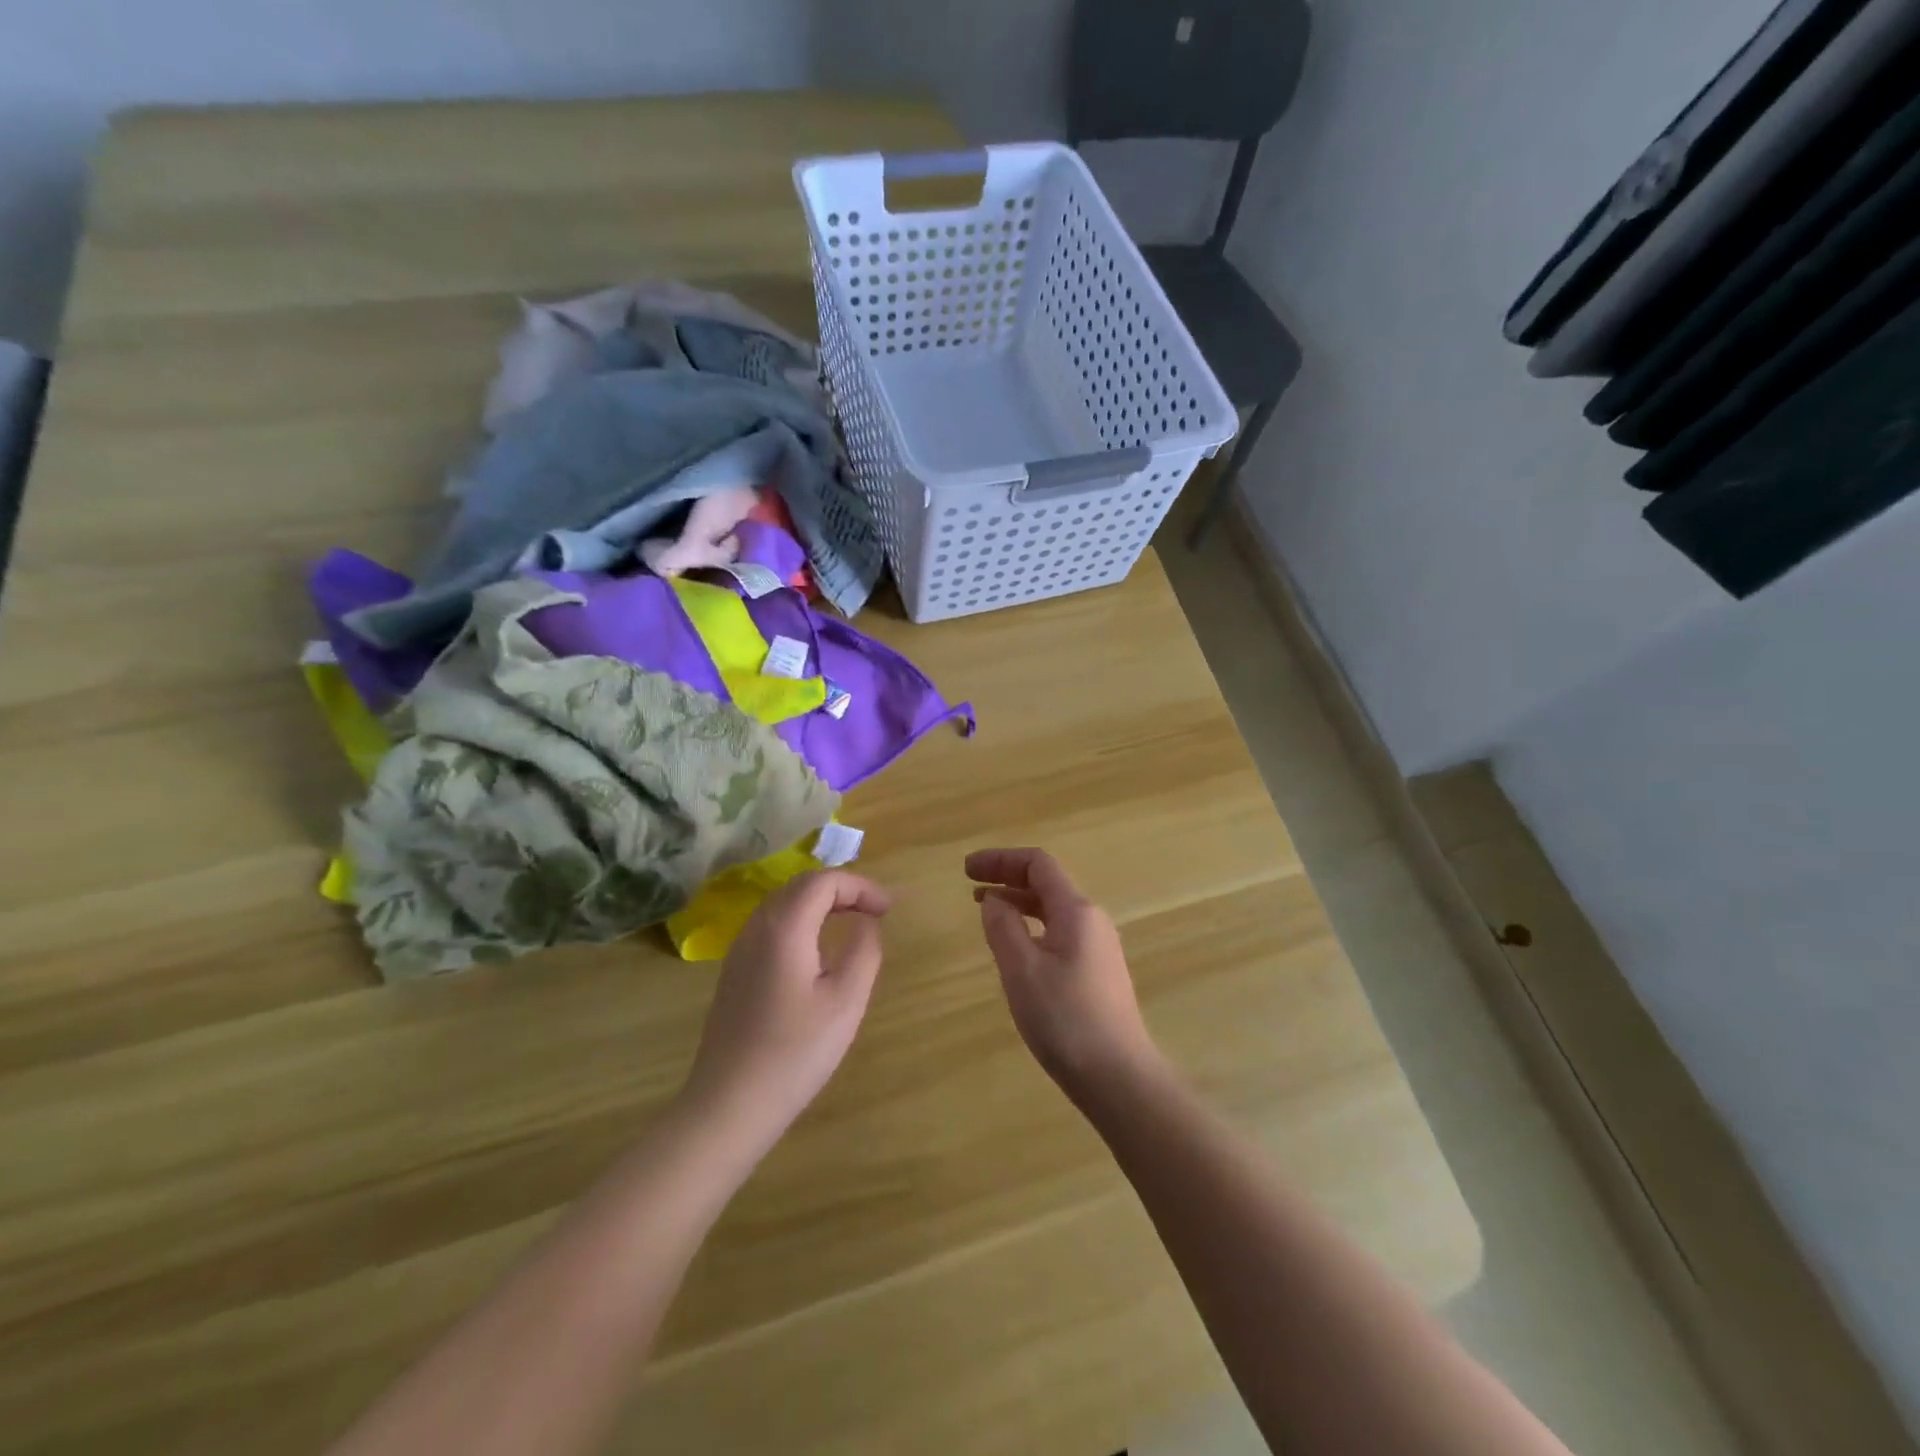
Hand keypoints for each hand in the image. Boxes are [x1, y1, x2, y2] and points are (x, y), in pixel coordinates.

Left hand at [681, 870, 890, 1156]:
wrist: (729, 1105)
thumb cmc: (795, 1053)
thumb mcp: (846, 1001)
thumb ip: (863, 950)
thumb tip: (866, 922)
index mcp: (784, 927)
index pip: (823, 880)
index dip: (860, 886)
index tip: (888, 910)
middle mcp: (757, 928)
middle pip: (800, 885)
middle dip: (841, 889)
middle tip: (874, 911)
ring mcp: (739, 950)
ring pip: (782, 903)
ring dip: (820, 903)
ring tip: (851, 922)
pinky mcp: (734, 972)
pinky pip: (770, 926)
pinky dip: (801, 921)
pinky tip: (816, 950)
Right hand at [965, 848, 1161, 1100]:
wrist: (1119, 1077)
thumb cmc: (1065, 1019)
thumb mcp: (1022, 970)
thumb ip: (1003, 926)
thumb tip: (993, 898)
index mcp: (1076, 911)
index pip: (1038, 864)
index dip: (1000, 859)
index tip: (966, 869)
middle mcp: (1092, 920)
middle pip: (1046, 883)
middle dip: (1007, 877)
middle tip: (969, 884)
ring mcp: (1098, 947)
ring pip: (1053, 909)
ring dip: (1018, 902)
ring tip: (985, 909)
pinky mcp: (1098, 972)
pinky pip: (1059, 932)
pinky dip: (1031, 926)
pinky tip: (1015, 946)